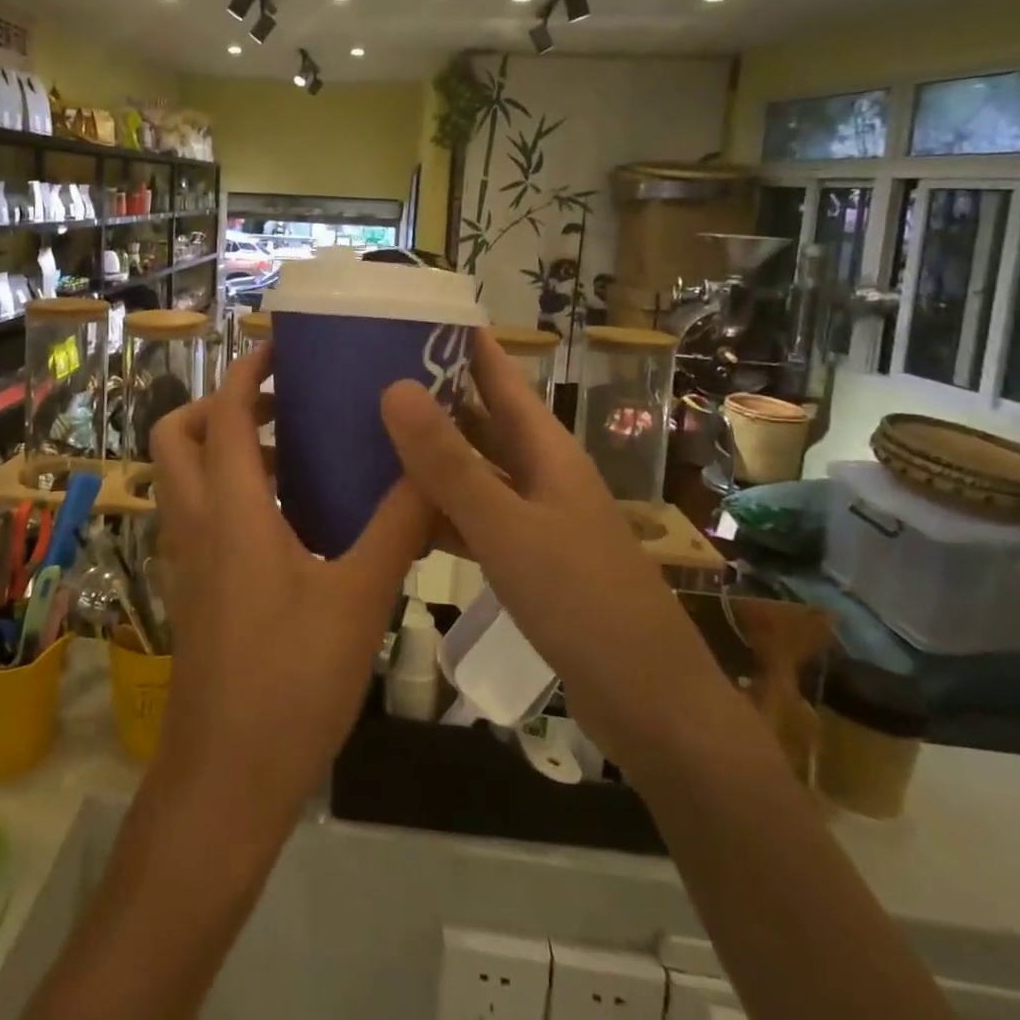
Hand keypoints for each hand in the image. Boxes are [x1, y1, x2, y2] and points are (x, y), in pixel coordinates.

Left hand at [149, 343, 433, 840]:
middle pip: (179, 434)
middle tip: (283, 405)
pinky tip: (290, 519)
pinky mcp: (193, 588)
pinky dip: (230, 491)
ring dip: (229, 449)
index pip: (227, 414)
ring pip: (186, 475)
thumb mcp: (358, 598)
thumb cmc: (290, 681)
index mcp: (230, 509)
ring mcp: (186, 558)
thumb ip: (398, 526)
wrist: (226, 779)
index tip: (282, 348)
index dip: (248, 372)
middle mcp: (196, 522)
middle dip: (222, 405)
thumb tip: (433, 466)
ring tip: (298, 455)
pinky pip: (199, 513)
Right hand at [380, 329, 735, 765]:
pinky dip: (439, 511)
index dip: (464, 343)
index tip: (413, 313)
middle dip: (433, 394)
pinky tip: (399, 514)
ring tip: (370, 434)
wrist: (652, 706)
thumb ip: (448, 463)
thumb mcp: (506, 528)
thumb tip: (394, 386)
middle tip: (368, 372)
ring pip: (474, 471)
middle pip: (481, 420)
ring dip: (430, 454)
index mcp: (546, 451)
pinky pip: (474, 519)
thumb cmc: (583, 603)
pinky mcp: (528, 560)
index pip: (500, 376)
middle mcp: (541, 474)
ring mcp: (536, 519)